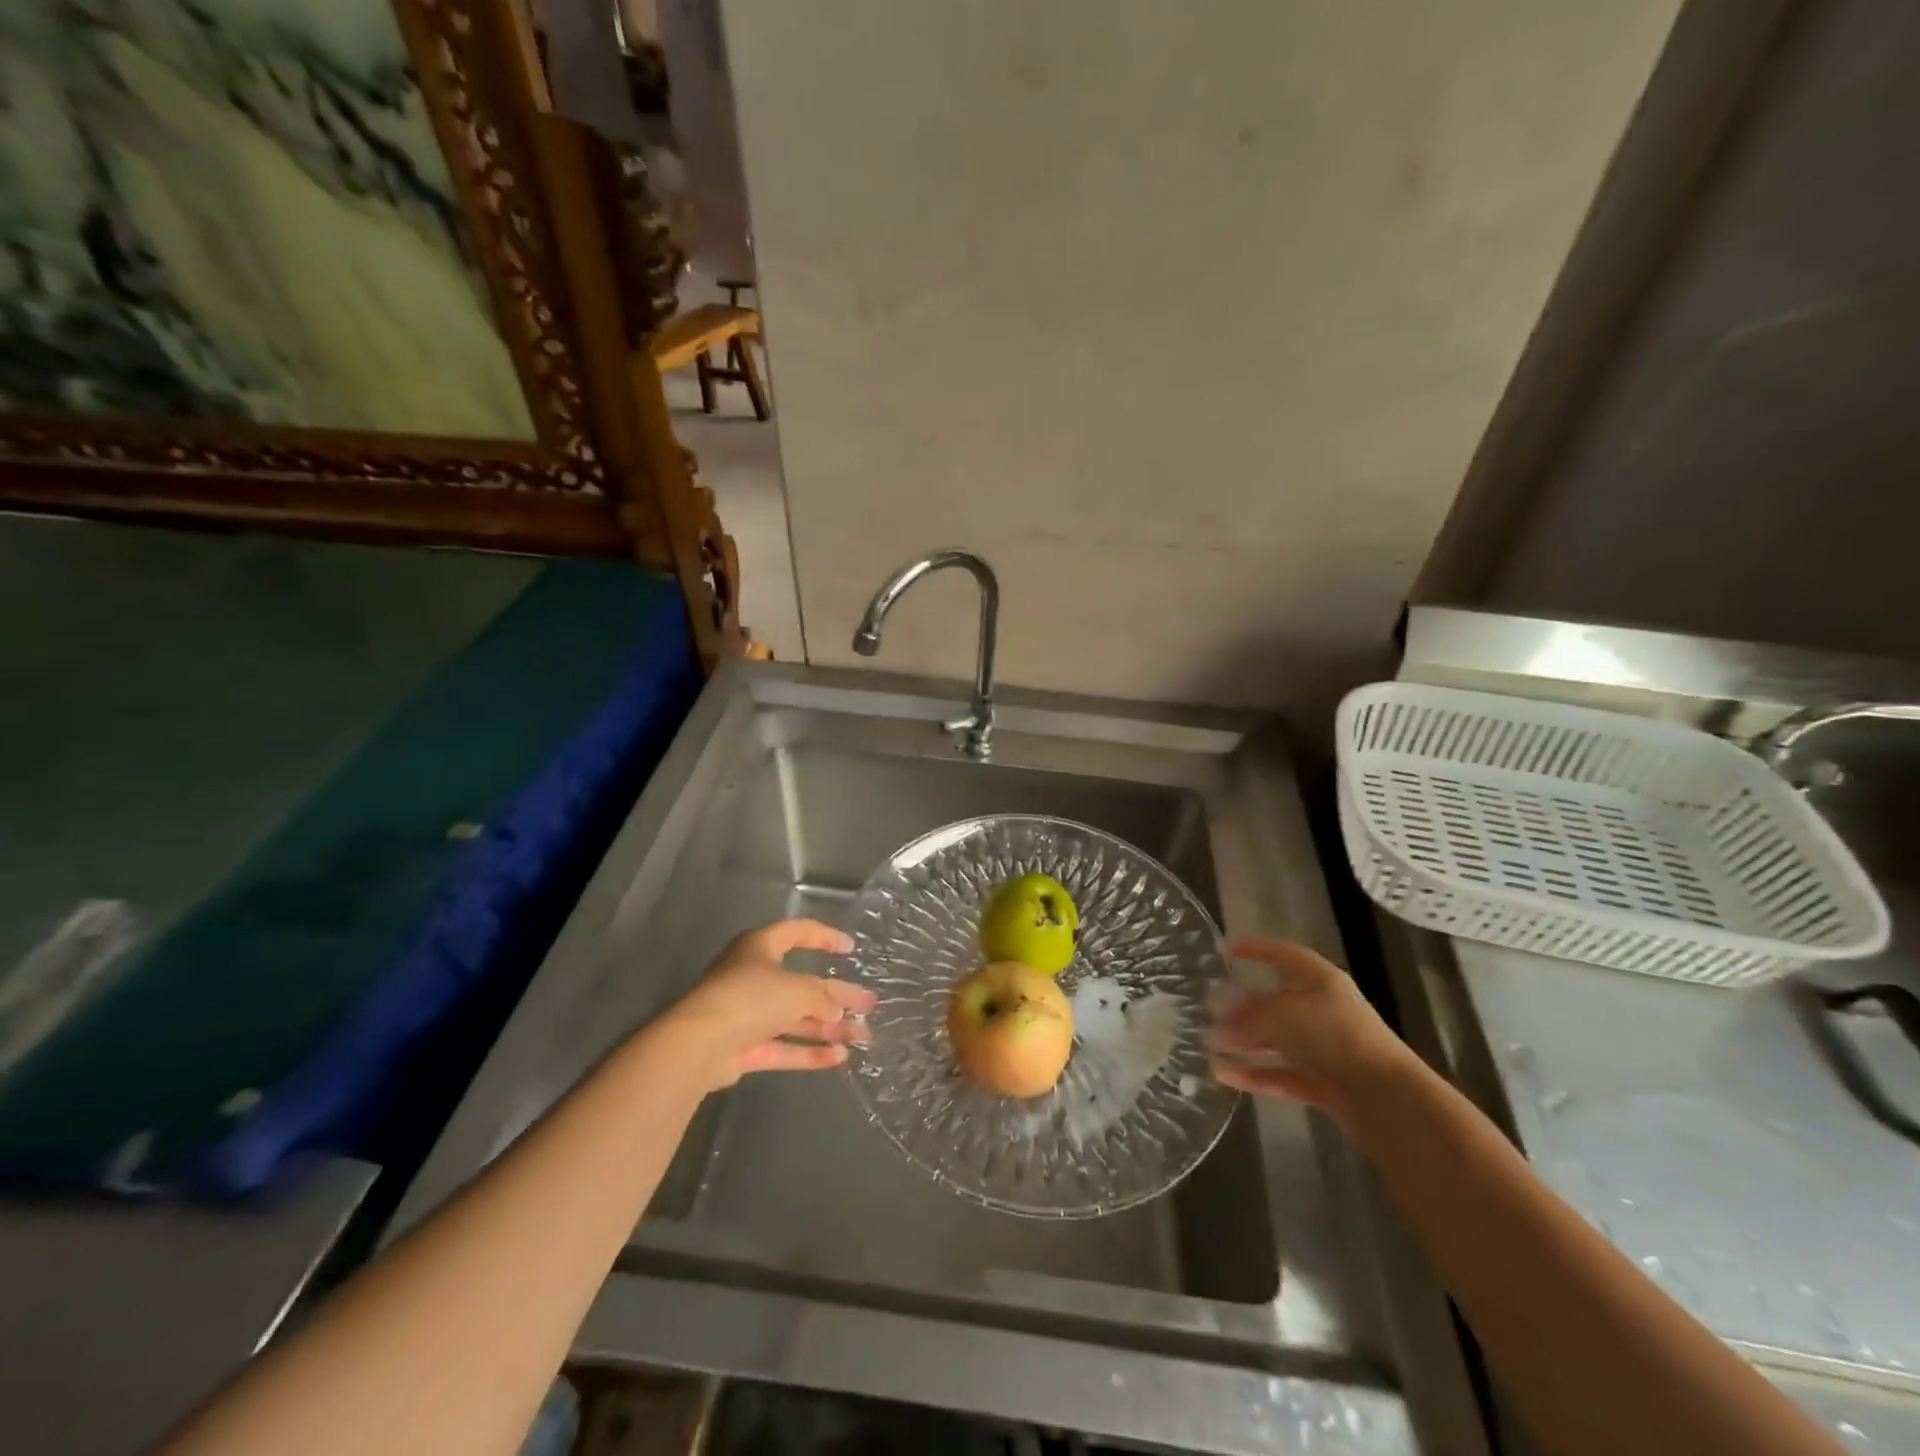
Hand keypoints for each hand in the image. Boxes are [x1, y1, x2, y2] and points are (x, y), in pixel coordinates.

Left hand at [662, 920, 877, 1091]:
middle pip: (802, 984)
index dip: (825, 937)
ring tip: (863, 1035)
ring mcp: (747, 1014)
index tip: (851, 950)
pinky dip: (809, 1051)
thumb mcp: (797, 990)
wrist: (699, 1045)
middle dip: (837, 995)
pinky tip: (839, 1058)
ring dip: (828, 1027)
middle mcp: (753, 977)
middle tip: (868, 1004)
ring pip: (795, 1018)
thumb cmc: (750, 998)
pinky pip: (783, 1047)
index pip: (798, 932)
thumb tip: (840, 1010)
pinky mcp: (744, 1048)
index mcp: (761, 947)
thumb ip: (824, 997)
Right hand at [1208, 939, 1415, 1123]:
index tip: (1224, 950)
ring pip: (1277, 1042)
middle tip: (1208, 1010)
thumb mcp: (1281, 1015)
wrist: (1386, 1099)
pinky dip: (1254, 1074)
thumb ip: (1247, 1015)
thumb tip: (1217, 1014)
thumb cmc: (1333, 1036)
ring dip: (1243, 1043)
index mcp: (1320, 981)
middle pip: (1276, 1002)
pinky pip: (1281, 1074)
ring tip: (1207, 1045)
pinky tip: (1223, 1075)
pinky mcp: (1325, 1085)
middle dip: (1242, 1007)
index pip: (1283, 955)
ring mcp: (1326, 1050)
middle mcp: (1324, 1011)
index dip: (1255, 950)